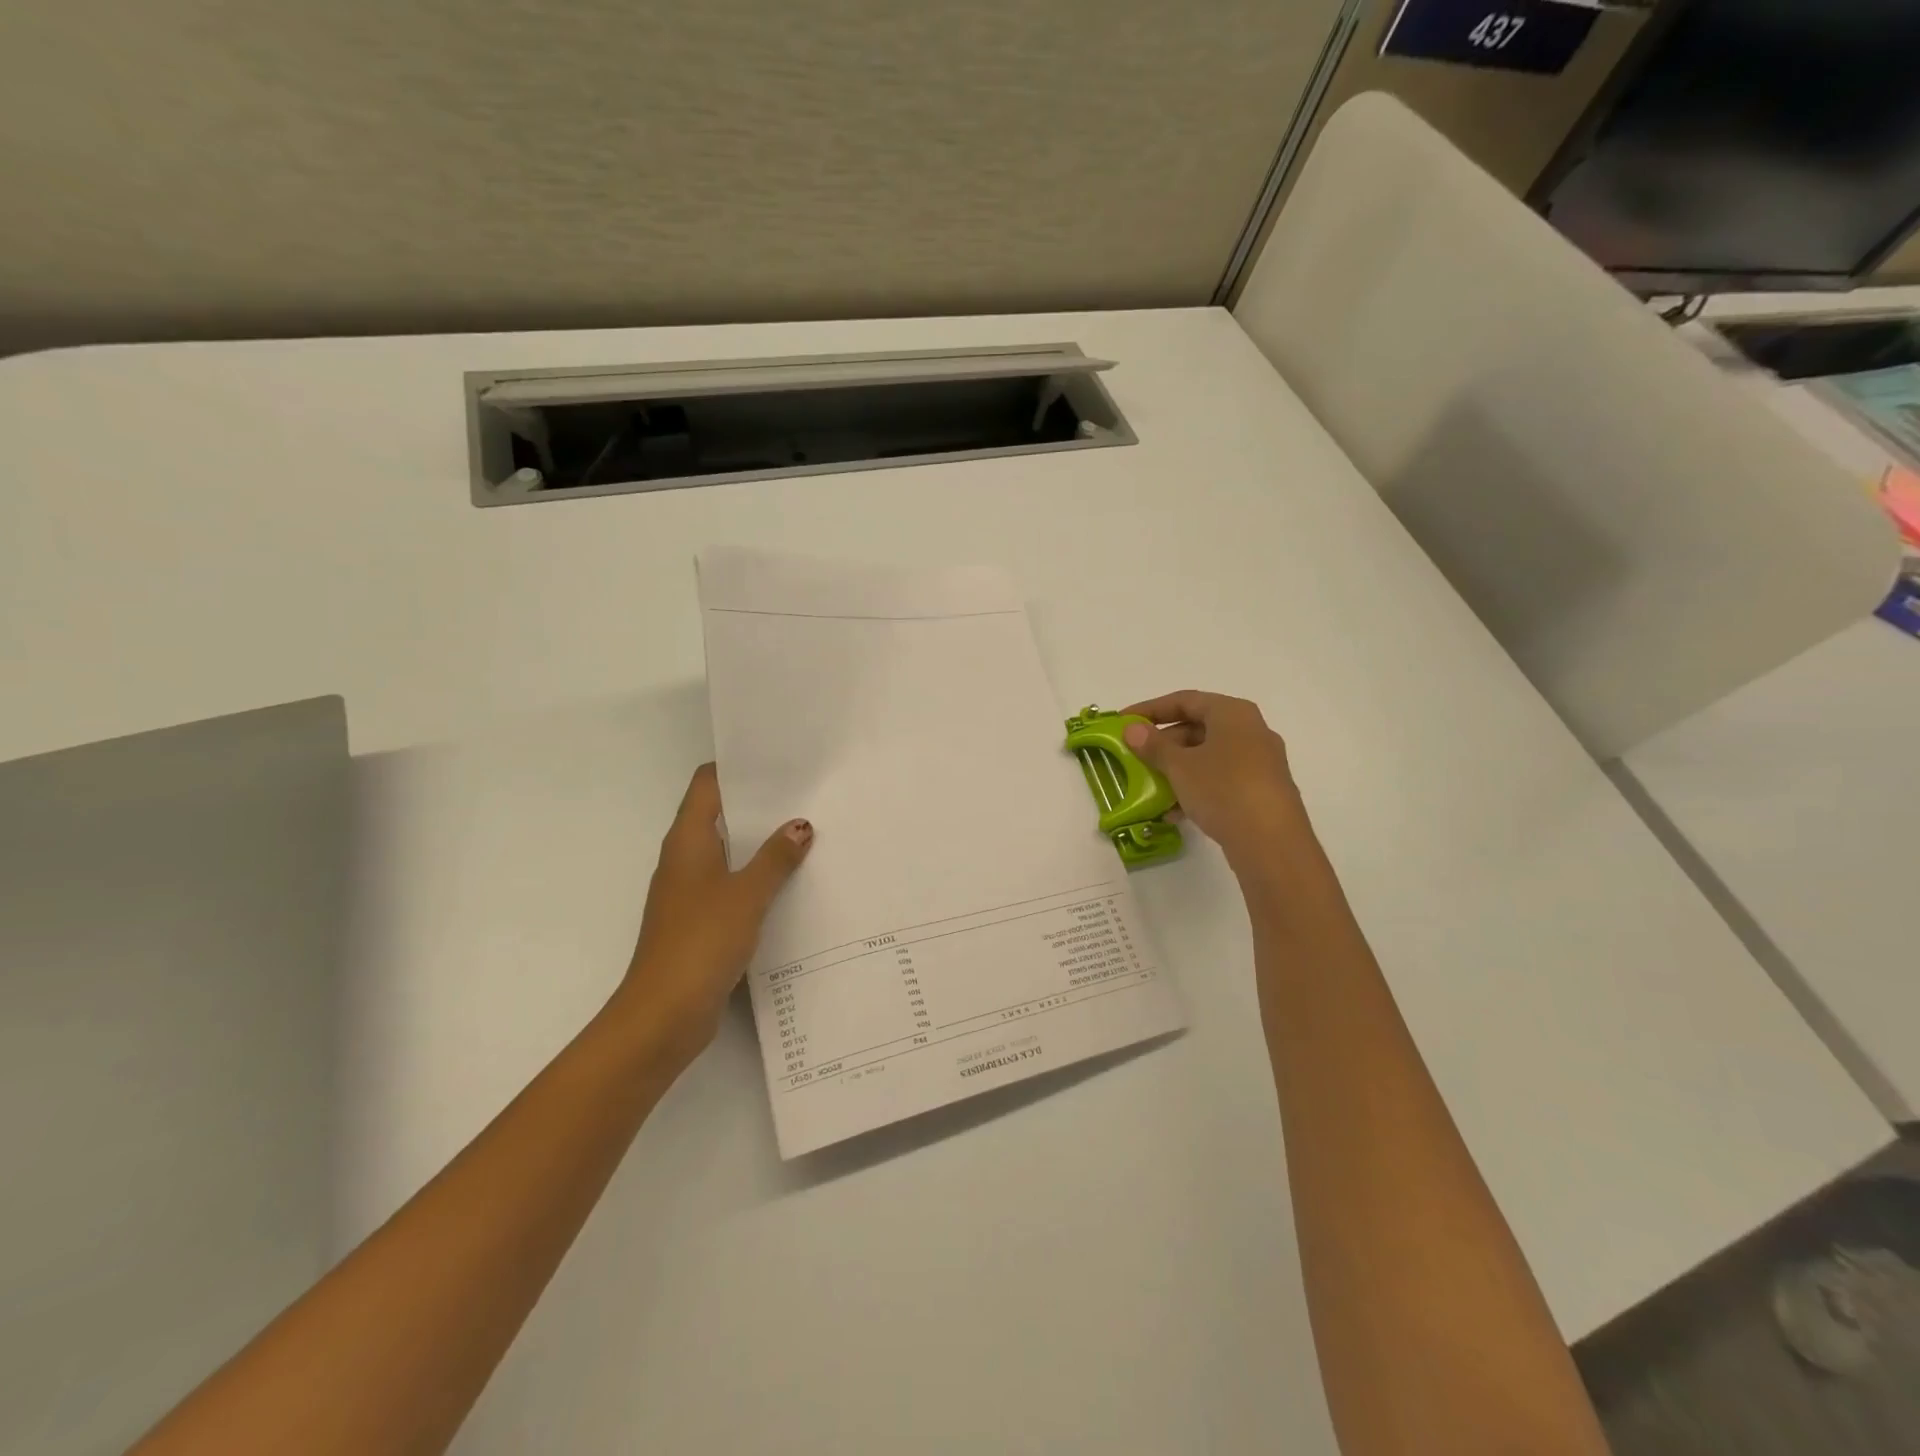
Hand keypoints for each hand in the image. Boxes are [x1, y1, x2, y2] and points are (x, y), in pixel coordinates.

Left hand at [617, 764, 813, 1063]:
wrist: (663, 1015)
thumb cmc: (700, 942)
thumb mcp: (746, 895)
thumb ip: (775, 858)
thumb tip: (800, 825)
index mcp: (687, 841)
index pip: (707, 785)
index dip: (737, 767)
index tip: (777, 759)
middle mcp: (684, 859)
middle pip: (720, 815)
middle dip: (759, 804)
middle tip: (806, 792)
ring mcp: (691, 891)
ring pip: (729, 852)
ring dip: (761, 842)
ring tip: (809, 831)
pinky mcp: (701, 920)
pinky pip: (733, 884)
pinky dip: (758, 876)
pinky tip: (792, 881)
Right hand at [1121, 691, 1308, 871]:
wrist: (1271, 842)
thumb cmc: (1223, 789)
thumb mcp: (1180, 766)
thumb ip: (1154, 746)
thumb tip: (1132, 729)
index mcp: (1233, 713)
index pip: (1185, 700)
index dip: (1150, 709)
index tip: (1124, 721)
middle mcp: (1251, 731)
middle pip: (1198, 728)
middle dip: (1164, 744)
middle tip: (1136, 757)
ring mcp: (1260, 762)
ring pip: (1209, 757)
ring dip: (1177, 769)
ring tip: (1151, 787)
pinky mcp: (1262, 791)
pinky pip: (1221, 779)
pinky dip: (1196, 788)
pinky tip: (1174, 812)